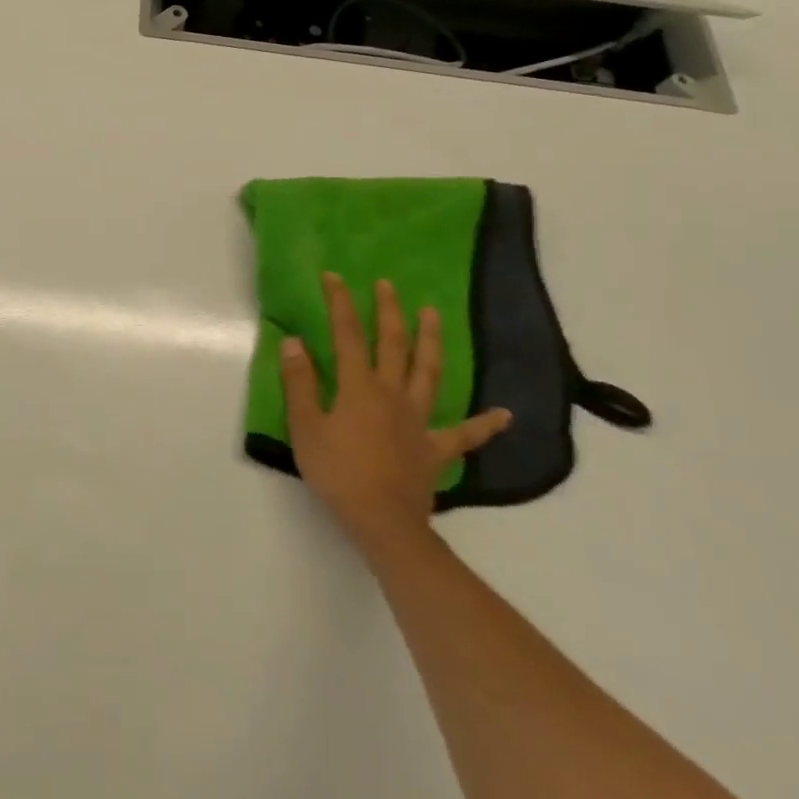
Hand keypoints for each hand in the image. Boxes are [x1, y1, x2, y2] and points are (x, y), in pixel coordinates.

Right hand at [280, 274, 509, 555]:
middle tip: (387, 285)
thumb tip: (294, 341)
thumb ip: (299, 382)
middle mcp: (392, 393)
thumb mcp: (305, 426)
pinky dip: (486, 425)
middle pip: (392, 344)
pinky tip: (505, 415)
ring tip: (433, 314)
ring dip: (430, 341)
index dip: (339, 303)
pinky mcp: (435, 449)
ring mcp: (418, 420)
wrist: (382, 522)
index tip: (333, 277)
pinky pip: (465, 435)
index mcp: (359, 387)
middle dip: (388, 311)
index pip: (347, 335)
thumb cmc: (337, 472)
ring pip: (427, 373)